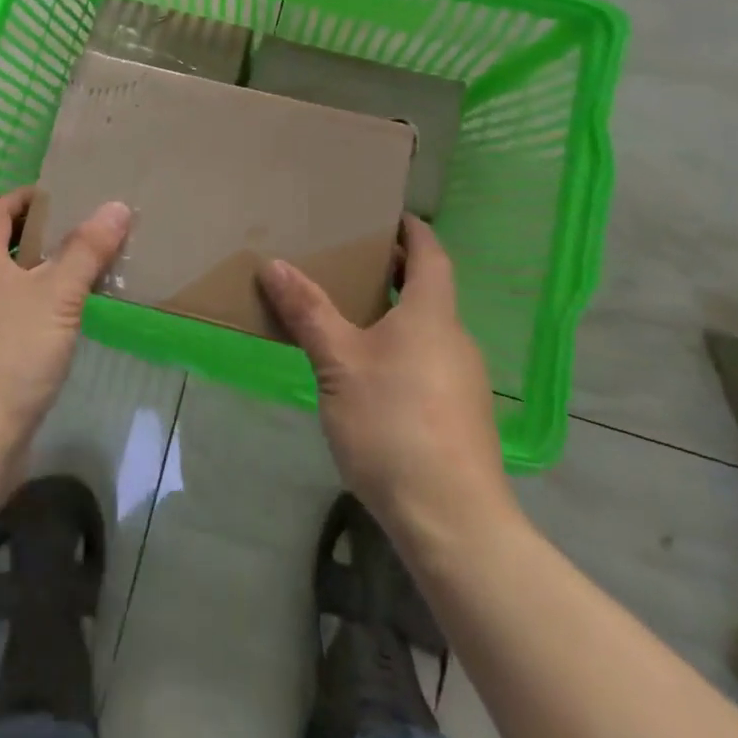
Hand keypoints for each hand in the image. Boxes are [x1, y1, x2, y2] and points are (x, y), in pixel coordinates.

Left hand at [0, 188, 131, 455]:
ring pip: (0, 285)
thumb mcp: (58, 296)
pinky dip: (28, 309)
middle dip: (34, 236)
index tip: (57, 196)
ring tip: (74, 278)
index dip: (22, 197)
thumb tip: (115, 206)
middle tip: (77, 234)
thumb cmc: (11, 353)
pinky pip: (2, 317)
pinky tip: (56, 327)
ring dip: (33, 275)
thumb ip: (86, 250)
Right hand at [260, 215, 516, 543]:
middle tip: (351, 262)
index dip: (413, 231)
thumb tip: (274, 264)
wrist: (453, 521)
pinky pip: (428, 362)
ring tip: (350, 317)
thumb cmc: (393, 424)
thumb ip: (308, 312)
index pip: (431, 255)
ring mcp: (463, 381)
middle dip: (395, 272)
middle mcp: (455, 340)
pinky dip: (401, 350)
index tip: (389, 215)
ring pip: (428, 330)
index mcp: (432, 315)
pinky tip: (370, 376)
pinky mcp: (460, 417)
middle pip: (430, 291)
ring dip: (395, 314)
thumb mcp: (338, 363)